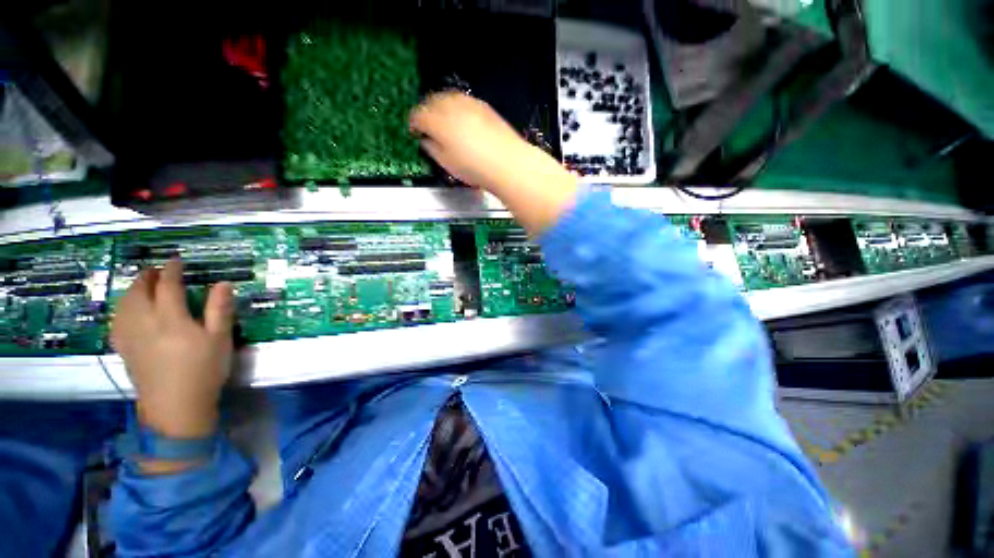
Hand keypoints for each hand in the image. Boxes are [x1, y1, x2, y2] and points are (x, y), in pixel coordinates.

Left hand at [111, 260, 234, 438]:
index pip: (167, 286)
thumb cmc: (204, 370)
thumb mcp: (220, 339)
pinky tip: (127, 310)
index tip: (176, 261)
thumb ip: (220, 309)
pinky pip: (117, 320)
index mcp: (172, 319)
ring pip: (124, 305)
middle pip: (139, 292)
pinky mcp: (124, 349)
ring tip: (142, 285)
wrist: (177, 405)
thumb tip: (223, 283)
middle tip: (156, 270)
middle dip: (146, 277)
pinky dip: (122, 308)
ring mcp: (130, 336)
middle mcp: (145, 323)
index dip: (171, 271)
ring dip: (132, 290)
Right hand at [409, 92, 534, 191]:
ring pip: (446, 97)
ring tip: (442, 121)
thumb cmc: (475, 168)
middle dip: (425, 112)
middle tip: (426, 126)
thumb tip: (426, 141)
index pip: (417, 116)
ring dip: (440, 106)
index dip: (413, 124)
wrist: (507, 163)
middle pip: (430, 101)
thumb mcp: (447, 163)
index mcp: (437, 122)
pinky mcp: (482, 106)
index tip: (414, 132)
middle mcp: (450, 106)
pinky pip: (462, 100)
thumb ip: (432, 148)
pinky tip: (460, 119)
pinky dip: (456, 107)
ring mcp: (468, 103)